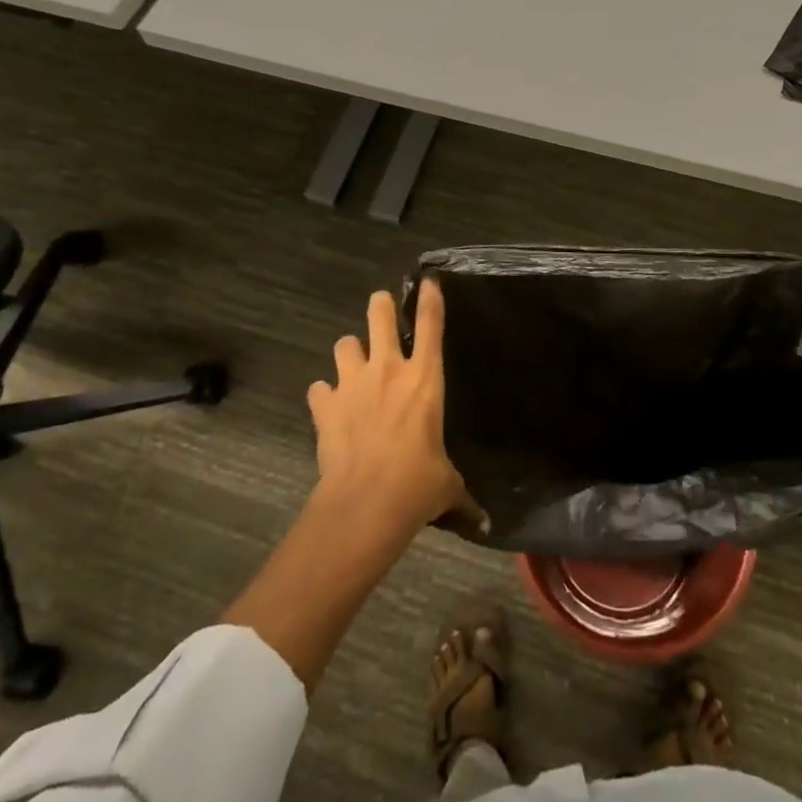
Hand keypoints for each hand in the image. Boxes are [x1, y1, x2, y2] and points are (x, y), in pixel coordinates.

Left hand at [309, 280, 471, 536]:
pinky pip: (319, 388)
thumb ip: (460, 491)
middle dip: (380, 306)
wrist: (365, 503)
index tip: (427, 280)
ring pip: (344, 343)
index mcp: (425, 378)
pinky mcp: (325, 405)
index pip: (431, 324)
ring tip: (353, 367)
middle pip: (379, 315)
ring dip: (349, 352)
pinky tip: (329, 408)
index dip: (429, 297)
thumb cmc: (417, 485)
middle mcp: (388, 369)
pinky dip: (324, 395)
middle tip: (382, 308)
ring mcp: (353, 383)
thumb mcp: (446, 483)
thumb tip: (483, 521)